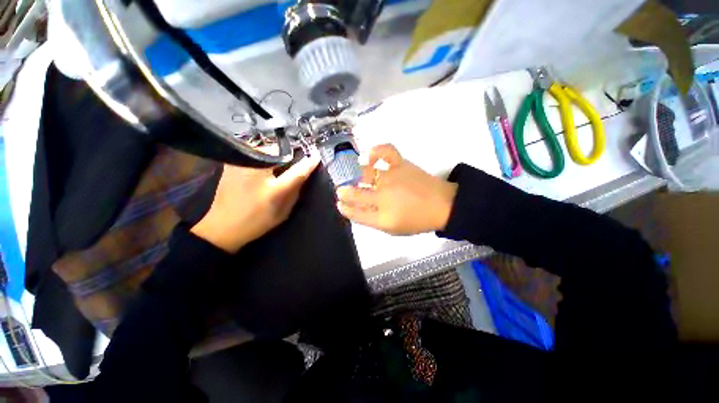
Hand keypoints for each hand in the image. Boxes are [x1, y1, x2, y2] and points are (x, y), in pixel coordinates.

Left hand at [191, 155, 319, 252]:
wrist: (223, 227)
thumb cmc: (257, 220)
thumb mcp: (283, 209)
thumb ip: (296, 187)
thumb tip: (306, 171)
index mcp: (271, 183)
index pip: (296, 167)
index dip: (308, 161)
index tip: (316, 156)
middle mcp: (255, 167)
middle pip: (279, 152)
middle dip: (288, 157)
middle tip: (291, 166)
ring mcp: (240, 162)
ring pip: (266, 151)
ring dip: (275, 157)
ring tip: (276, 168)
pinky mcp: (231, 163)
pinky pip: (253, 154)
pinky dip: (262, 159)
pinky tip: (262, 170)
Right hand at [336, 144, 456, 234]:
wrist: (443, 205)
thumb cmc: (418, 220)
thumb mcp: (393, 229)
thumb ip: (373, 220)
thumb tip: (356, 209)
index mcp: (383, 217)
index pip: (355, 212)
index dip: (344, 208)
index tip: (340, 204)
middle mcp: (383, 197)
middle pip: (355, 193)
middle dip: (343, 192)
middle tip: (341, 190)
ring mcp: (391, 178)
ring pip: (363, 173)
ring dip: (352, 175)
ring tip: (352, 176)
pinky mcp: (401, 164)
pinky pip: (385, 151)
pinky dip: (375, 150)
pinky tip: (368, 156)